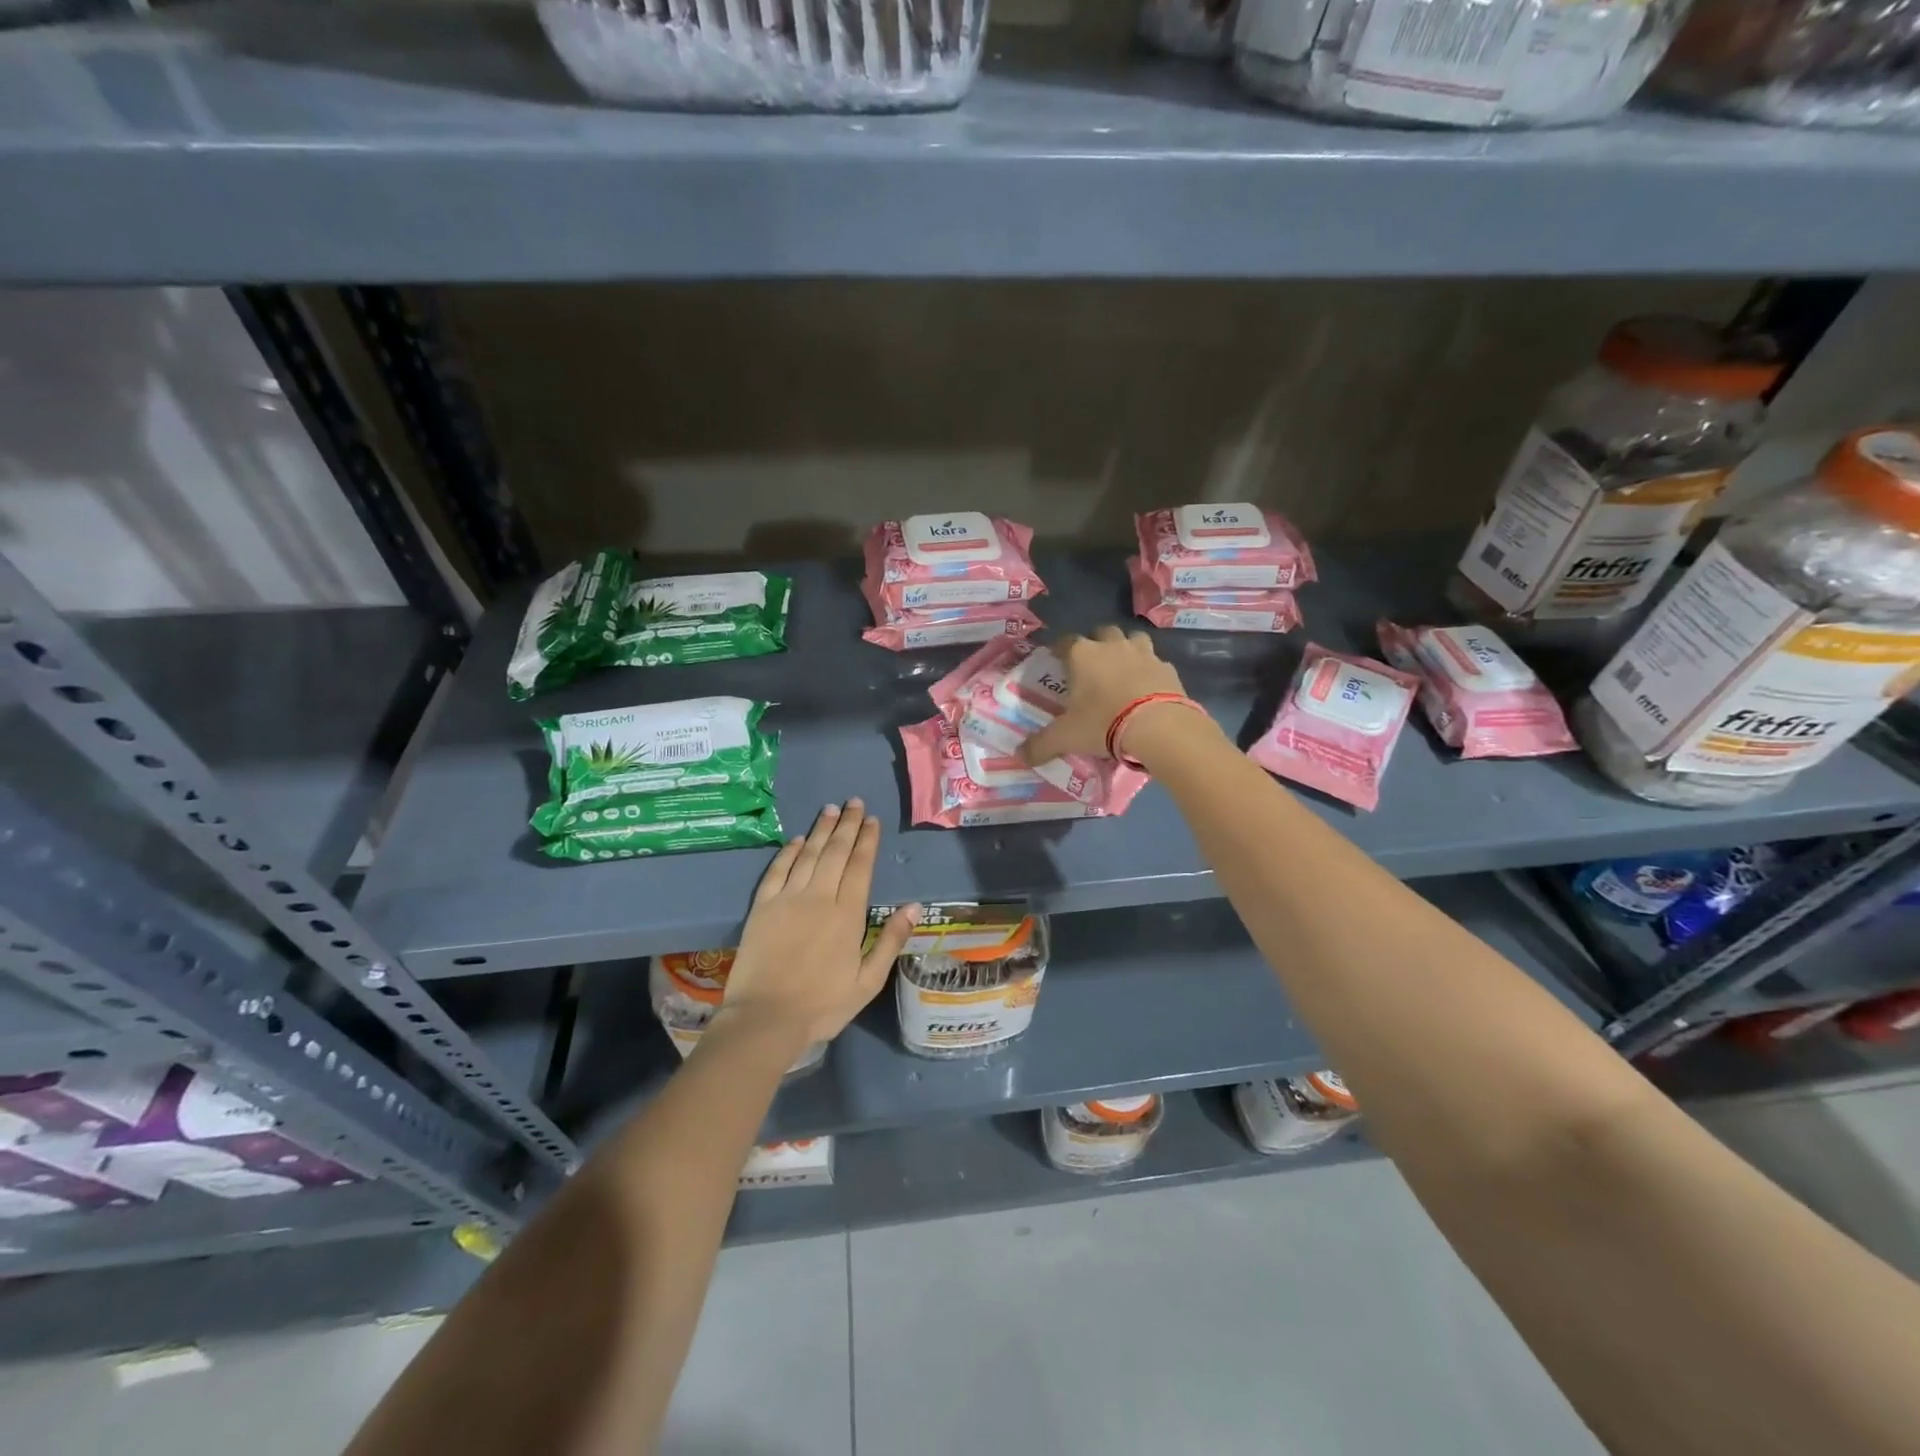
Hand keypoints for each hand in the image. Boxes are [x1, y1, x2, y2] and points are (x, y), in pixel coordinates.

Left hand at [715, 800, 919, 1047]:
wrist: (765, 1019)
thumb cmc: (822, 1005)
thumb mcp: (867, 982)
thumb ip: (891, 941)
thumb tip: (914, 906)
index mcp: (848, 915)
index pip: (860, 866)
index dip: (867, 840)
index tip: (872, 820)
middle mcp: (819, 897)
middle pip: (835, 852)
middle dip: (848, 825)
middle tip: (854, 802)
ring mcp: (788, 899)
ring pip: (808, 854)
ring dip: (821, 830)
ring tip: (831, 809)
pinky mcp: (762, 907)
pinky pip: (777, 870)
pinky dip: (788, 852)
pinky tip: (796, 839)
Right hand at [1020, 627, 1189, 765]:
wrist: (1158, 726)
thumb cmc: (1103, 723)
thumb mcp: (1067, 737)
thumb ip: (1041, 745)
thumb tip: (1020, 756)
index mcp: (1082, 655)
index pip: (1065, 642)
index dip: (1059, 649)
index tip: (1057, 660)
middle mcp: (1112, 646)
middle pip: (1102, 632)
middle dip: (1097, 644)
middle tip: (1092, 666)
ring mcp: (1144, 653)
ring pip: (1133, 639)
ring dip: (1127, 649)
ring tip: (1123, 670)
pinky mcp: (1168, 668)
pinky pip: (1156, 662)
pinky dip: (1150, 671)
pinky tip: (1148, 687)